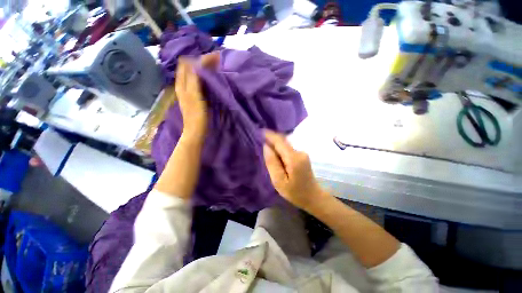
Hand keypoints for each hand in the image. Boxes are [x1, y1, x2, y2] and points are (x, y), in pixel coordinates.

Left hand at [175, 53, 218, 135]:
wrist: (196, 131)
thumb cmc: (196, 116)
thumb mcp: (194, 96)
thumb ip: (194, 80)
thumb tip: (197, 64)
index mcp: (182, 84)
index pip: (188, 63)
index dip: (201, 59)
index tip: (215, 58)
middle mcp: (183, 84)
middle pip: (190, 66)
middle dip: (203, 61)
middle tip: (217, 61)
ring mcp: (189, 90)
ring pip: (195, 73)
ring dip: (204, 68)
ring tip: (216, 67)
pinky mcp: (194, 96)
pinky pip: (198, 81)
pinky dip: (205, 76)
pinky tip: (212, 78)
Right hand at [263, 130, 325, 210]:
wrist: (313, 197)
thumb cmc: (295, 192)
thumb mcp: (279, 181)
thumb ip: (272, 163)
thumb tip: (266, 146)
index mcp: (293, 158)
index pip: (279, 141)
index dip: (269, 135)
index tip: (259, 131)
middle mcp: (299, 152)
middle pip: (283, 141)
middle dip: (271, 139)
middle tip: (259, 139)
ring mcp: (302, 153)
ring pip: (285, 145)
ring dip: (275, 144)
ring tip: (264, 146)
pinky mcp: (302, 156)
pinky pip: (288, 149)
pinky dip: (280, 149)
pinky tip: (274, 154)